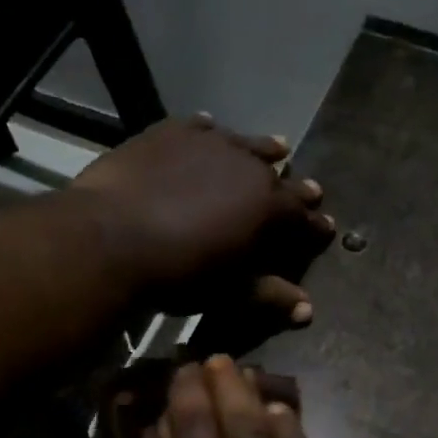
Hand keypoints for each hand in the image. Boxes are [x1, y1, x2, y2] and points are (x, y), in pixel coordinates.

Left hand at [70, 115, 333, 324]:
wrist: (111, 238)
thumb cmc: (178, 273)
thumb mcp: (229, 290)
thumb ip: (269, 294)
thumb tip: (307, 309)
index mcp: (269, 207)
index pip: (303, 217)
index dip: (315, 225)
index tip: (326, 227)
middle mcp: (248, 167)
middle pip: (280, 177)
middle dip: (296, 188)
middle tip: (310, 191)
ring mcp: (210, 143)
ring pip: (247, 144)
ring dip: (264, 150)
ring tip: (278, 147)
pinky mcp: (172, 132)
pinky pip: (200, 127)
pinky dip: (210, 133)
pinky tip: (210, 130)